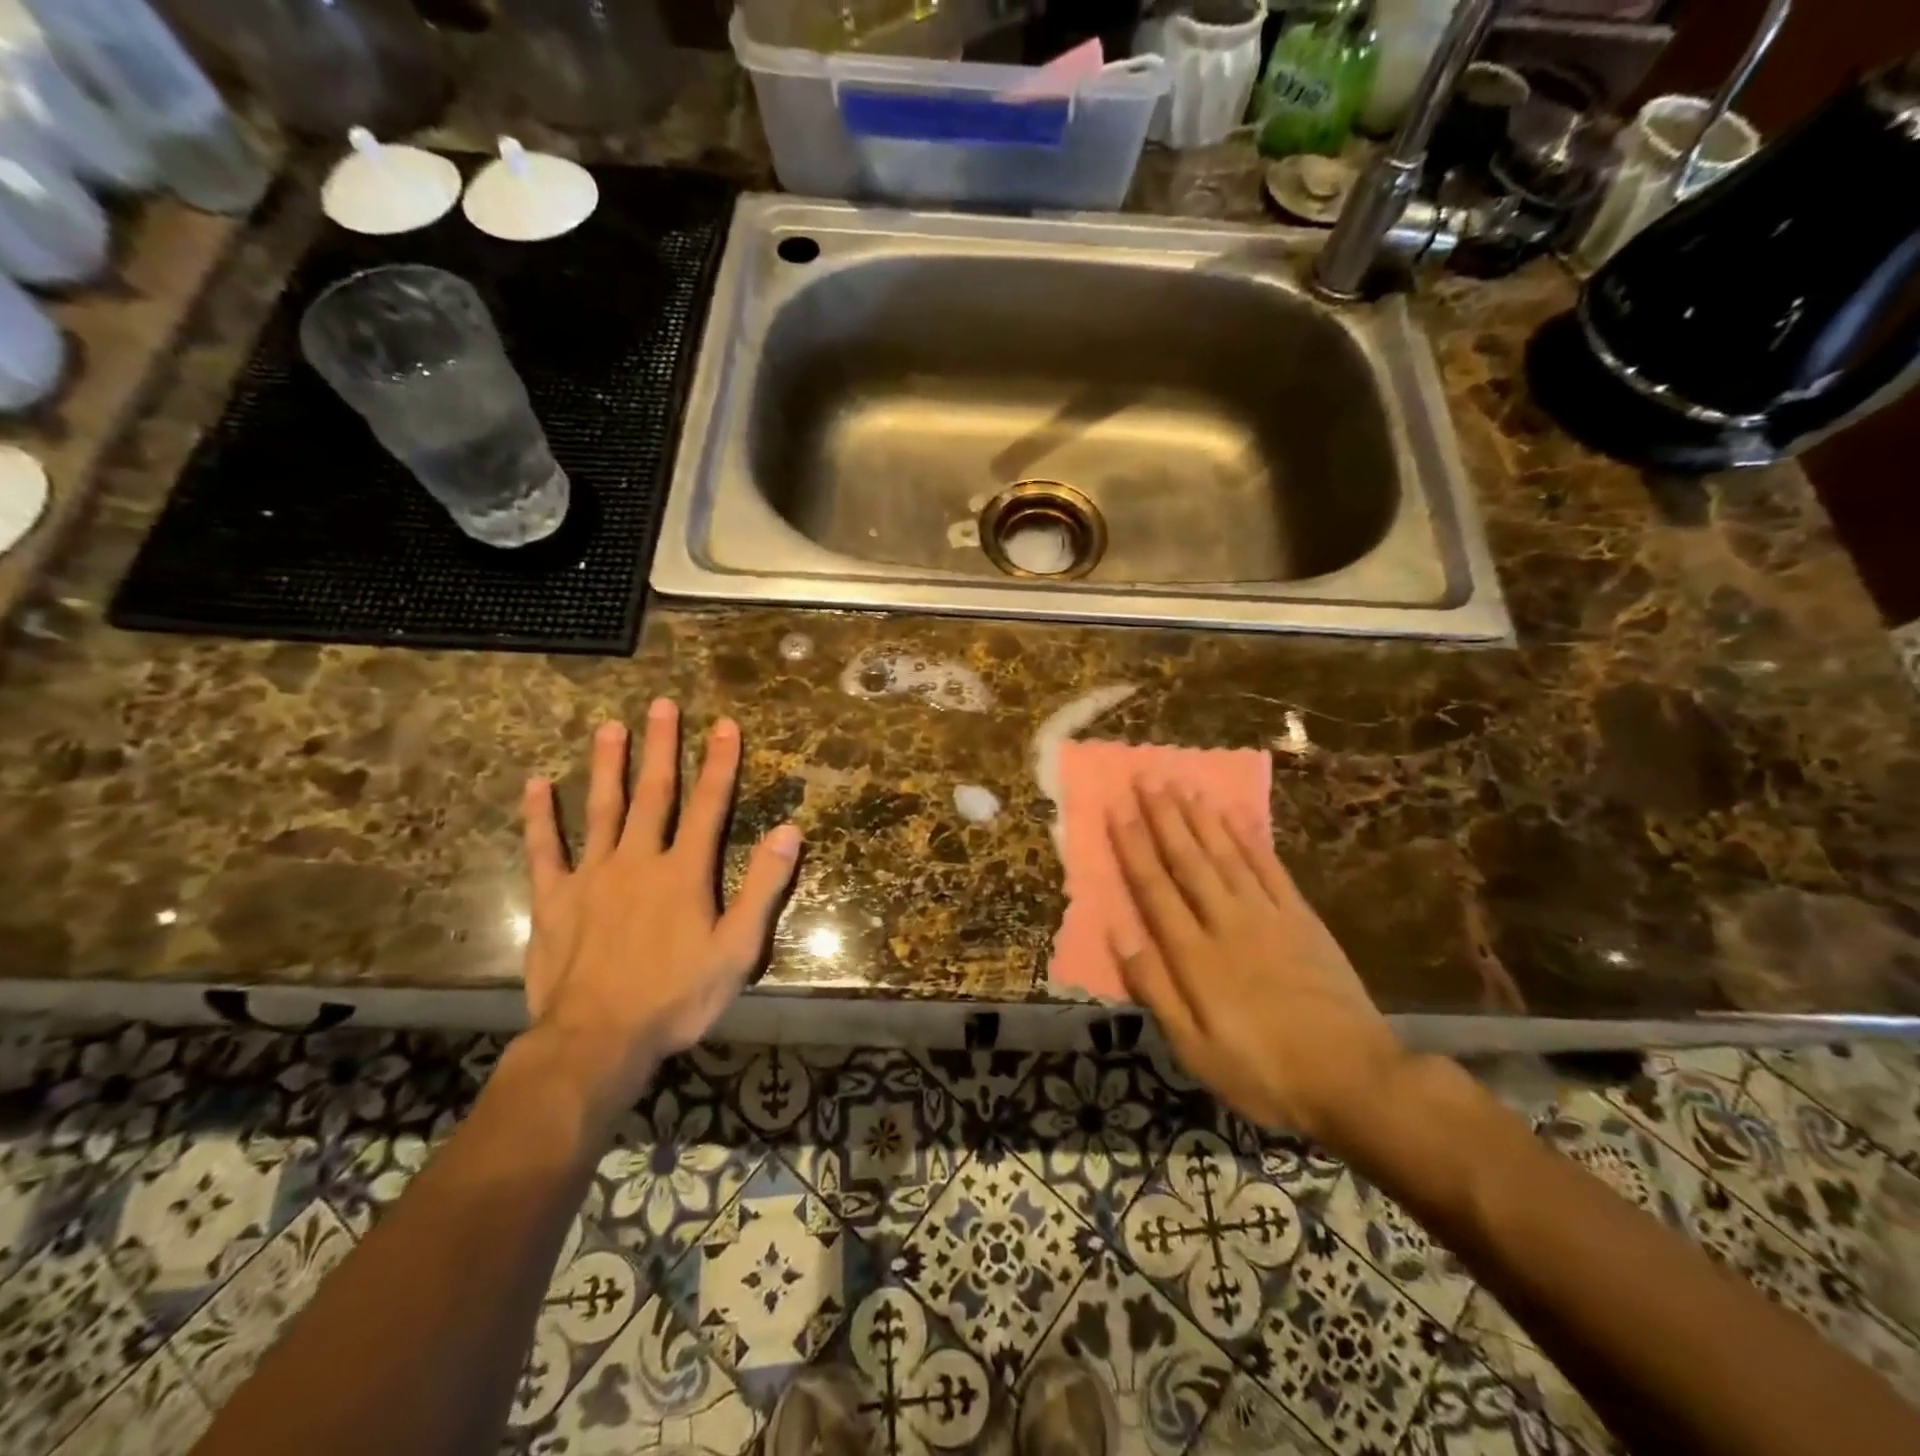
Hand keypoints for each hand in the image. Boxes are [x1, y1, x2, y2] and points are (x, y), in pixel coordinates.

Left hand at [519, 700, 801, 1113]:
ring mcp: (591, 876)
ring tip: (609, 726)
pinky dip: (540, 816)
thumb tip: (789, 831)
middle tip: (662, 704)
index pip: (710, 805)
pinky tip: (537, 784)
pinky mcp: (554, 899)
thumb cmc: (676, 997)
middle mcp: (638, 861)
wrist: (598, 1041)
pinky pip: (545, 849)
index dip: (720, 763)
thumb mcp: (738, 949)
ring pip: (601, 809)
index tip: (725, 725)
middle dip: (661, 747)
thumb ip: (764, 887)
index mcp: (684, 872)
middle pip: (653, 794)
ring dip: (607, 766)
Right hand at [1111, 783, 1408, 1145]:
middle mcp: (1226, 922)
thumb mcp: (1195, 1049)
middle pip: (1189, 860)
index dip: (1134, 848)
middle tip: (1148, 778)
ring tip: (1183, 786)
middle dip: (1165, 817)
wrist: (1355, 1079)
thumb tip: (1119, 935)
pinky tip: (1236, 817)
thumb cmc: (1263, 1072)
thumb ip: (1156, 989)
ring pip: (1226, 855)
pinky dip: (1250, 840)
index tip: (1118, 810)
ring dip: (1201, 819)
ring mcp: (1268, 916)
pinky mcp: (1302, 919)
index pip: (1155, 889)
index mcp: (1195, 955)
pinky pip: (1270, 869)